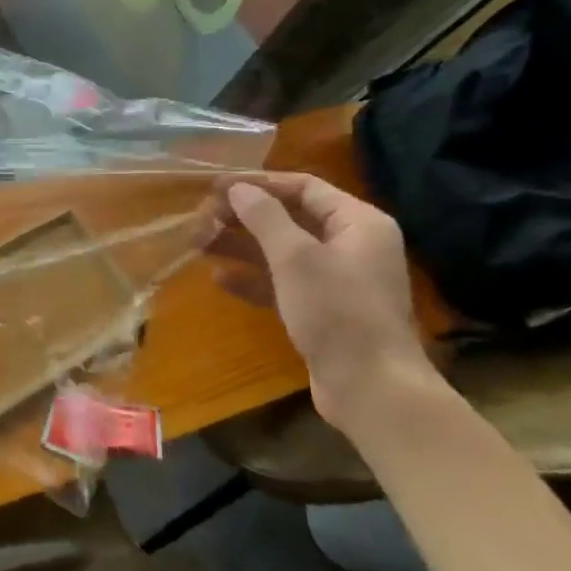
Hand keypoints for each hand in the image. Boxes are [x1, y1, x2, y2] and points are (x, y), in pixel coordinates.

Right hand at [200, 172, 431, 426]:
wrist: (371, 388)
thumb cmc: (337, 311)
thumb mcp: (296, 257)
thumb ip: (264, 217)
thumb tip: (238, 188)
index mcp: (359, 222)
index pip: (304, 187)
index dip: (258, 183)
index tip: (215, 186)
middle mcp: (351, 245)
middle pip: (289, 218)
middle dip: (243, 217)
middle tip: (201, 219)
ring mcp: (337, 280)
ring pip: (281, 251)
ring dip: (240, 245)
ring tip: (199, 243)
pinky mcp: (322, 310)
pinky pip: (282, 283)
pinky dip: (252, 278)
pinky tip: (219, 279)